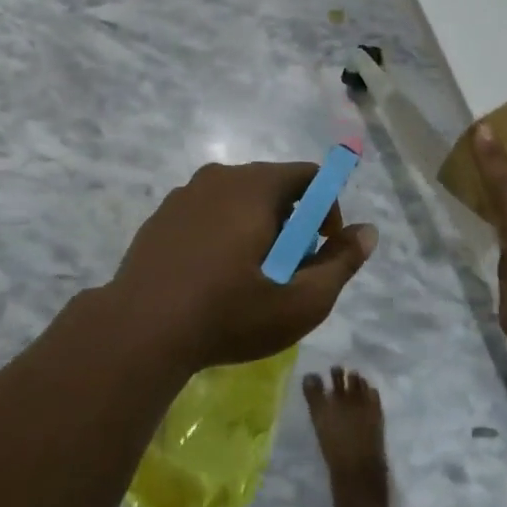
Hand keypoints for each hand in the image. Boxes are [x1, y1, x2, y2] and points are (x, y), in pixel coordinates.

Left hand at [106, 161, 378, 375]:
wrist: (139, 331)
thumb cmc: (229, 313)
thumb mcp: (300, 300)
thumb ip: (341, 262)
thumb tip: (368, 232)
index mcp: (256, 186)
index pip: (310, 176)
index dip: (328, 210)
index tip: (320, 250)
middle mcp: (219, 177)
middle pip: (274, 186)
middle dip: (292, 223)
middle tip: (288, 270)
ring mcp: (184, 195)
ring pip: (238, 199)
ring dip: (257, 228)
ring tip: (251, 277)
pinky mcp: (161, 217)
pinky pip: (207, 213)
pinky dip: (222, 234)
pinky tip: (213, 277)